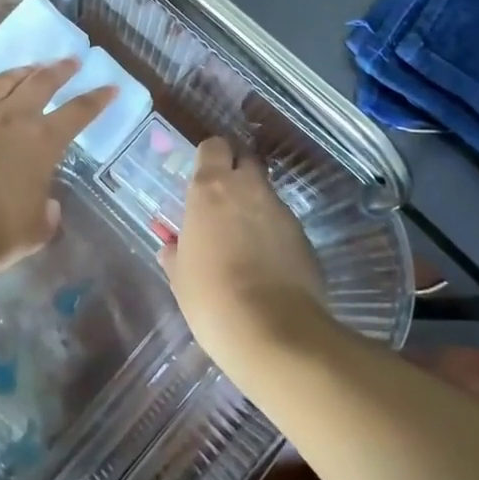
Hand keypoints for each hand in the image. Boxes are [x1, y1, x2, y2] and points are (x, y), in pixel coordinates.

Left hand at [0, 60, 114, 271]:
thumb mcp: (37, 228)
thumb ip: (46, 211)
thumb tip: (46, 205)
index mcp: (42, 141)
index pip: (79, 112)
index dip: (97, 98)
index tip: (110, 86)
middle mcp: (12, 118)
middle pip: (41, 82)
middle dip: (60, 69)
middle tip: (71, 61)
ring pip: (2, 82)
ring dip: (20, 72)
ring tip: (29, 68)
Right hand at [159, 138, 333, 374]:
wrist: (274, 333)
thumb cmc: (212, 297)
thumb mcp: (180, 277)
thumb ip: (177, 253)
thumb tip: (173, 248)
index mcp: (210, 189)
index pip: (213, 146)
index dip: (209, 157)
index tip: (201, 177)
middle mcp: (248, 189)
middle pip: (245, 161)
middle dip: (236, 173)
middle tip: (222, 202)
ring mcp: (281, 212)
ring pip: (266, 193)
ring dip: (255, 206)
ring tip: (244, 241)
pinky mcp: (305, 237)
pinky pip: (283, 224)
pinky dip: (274, 234)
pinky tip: (266, 265)